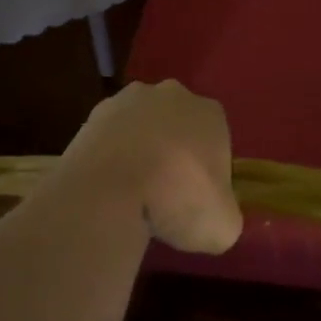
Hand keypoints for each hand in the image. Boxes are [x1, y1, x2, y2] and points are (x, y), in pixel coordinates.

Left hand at [60, 80, 243, 255]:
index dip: (209, 172)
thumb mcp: (222, 225)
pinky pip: (110, 137)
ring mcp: (129, 99)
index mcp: (210, 113)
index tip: (197, 200)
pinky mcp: (94, 113)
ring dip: (140, 151)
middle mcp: (172, 94)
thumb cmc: (178, 198)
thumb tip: (215, 219)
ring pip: (142, 127)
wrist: (110, 187)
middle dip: (174, 154)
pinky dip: (111, 157)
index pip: (216, 141)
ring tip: (132, 194)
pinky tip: (108, 187)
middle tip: (165, 197)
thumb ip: (226, 216)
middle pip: (178, 126)